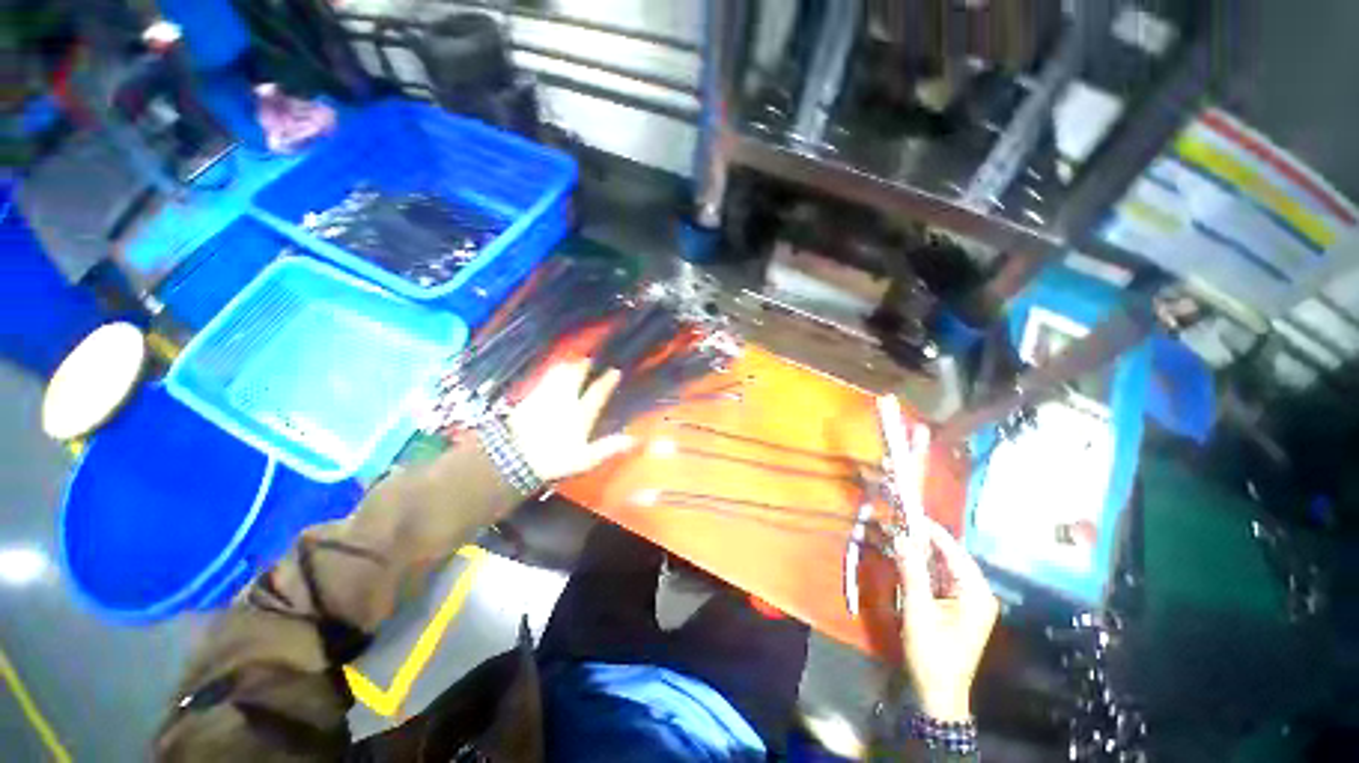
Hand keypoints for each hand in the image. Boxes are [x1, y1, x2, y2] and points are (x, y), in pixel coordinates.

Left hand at [506, 359, 635, 481]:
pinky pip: (542, 380)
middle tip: (589, 359)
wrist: (515, 456)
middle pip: (576, 377)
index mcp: (581, 414)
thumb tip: (634, 440)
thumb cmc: (554, 459)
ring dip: (566, 366)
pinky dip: (549, 373)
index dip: (607, 382)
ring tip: (570, 361)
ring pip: (558, 375)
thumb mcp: (585, 459)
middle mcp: (565, 400)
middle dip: (584, 366)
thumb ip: (609, 448)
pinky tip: (549, 373)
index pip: (597, 393)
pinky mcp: (529, 399)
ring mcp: (546, 397)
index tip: (615, 371)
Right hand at [895, 518, 998, 721]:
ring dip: (921, 552)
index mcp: (976, 593)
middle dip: (923, 540)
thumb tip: (900, 538)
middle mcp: (977, 592)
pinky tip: (906, 558)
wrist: (938, 691)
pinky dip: (923, 567)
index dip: (931, 531)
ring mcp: (969, 600)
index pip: (953, 551)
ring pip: (943, 566)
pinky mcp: (957, 606)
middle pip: (949, 556)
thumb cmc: (932, 653)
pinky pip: (940, 578)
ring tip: (897, 535)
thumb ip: (911, 572)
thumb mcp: (918, 611)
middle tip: (897, 523)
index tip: (907, 512)